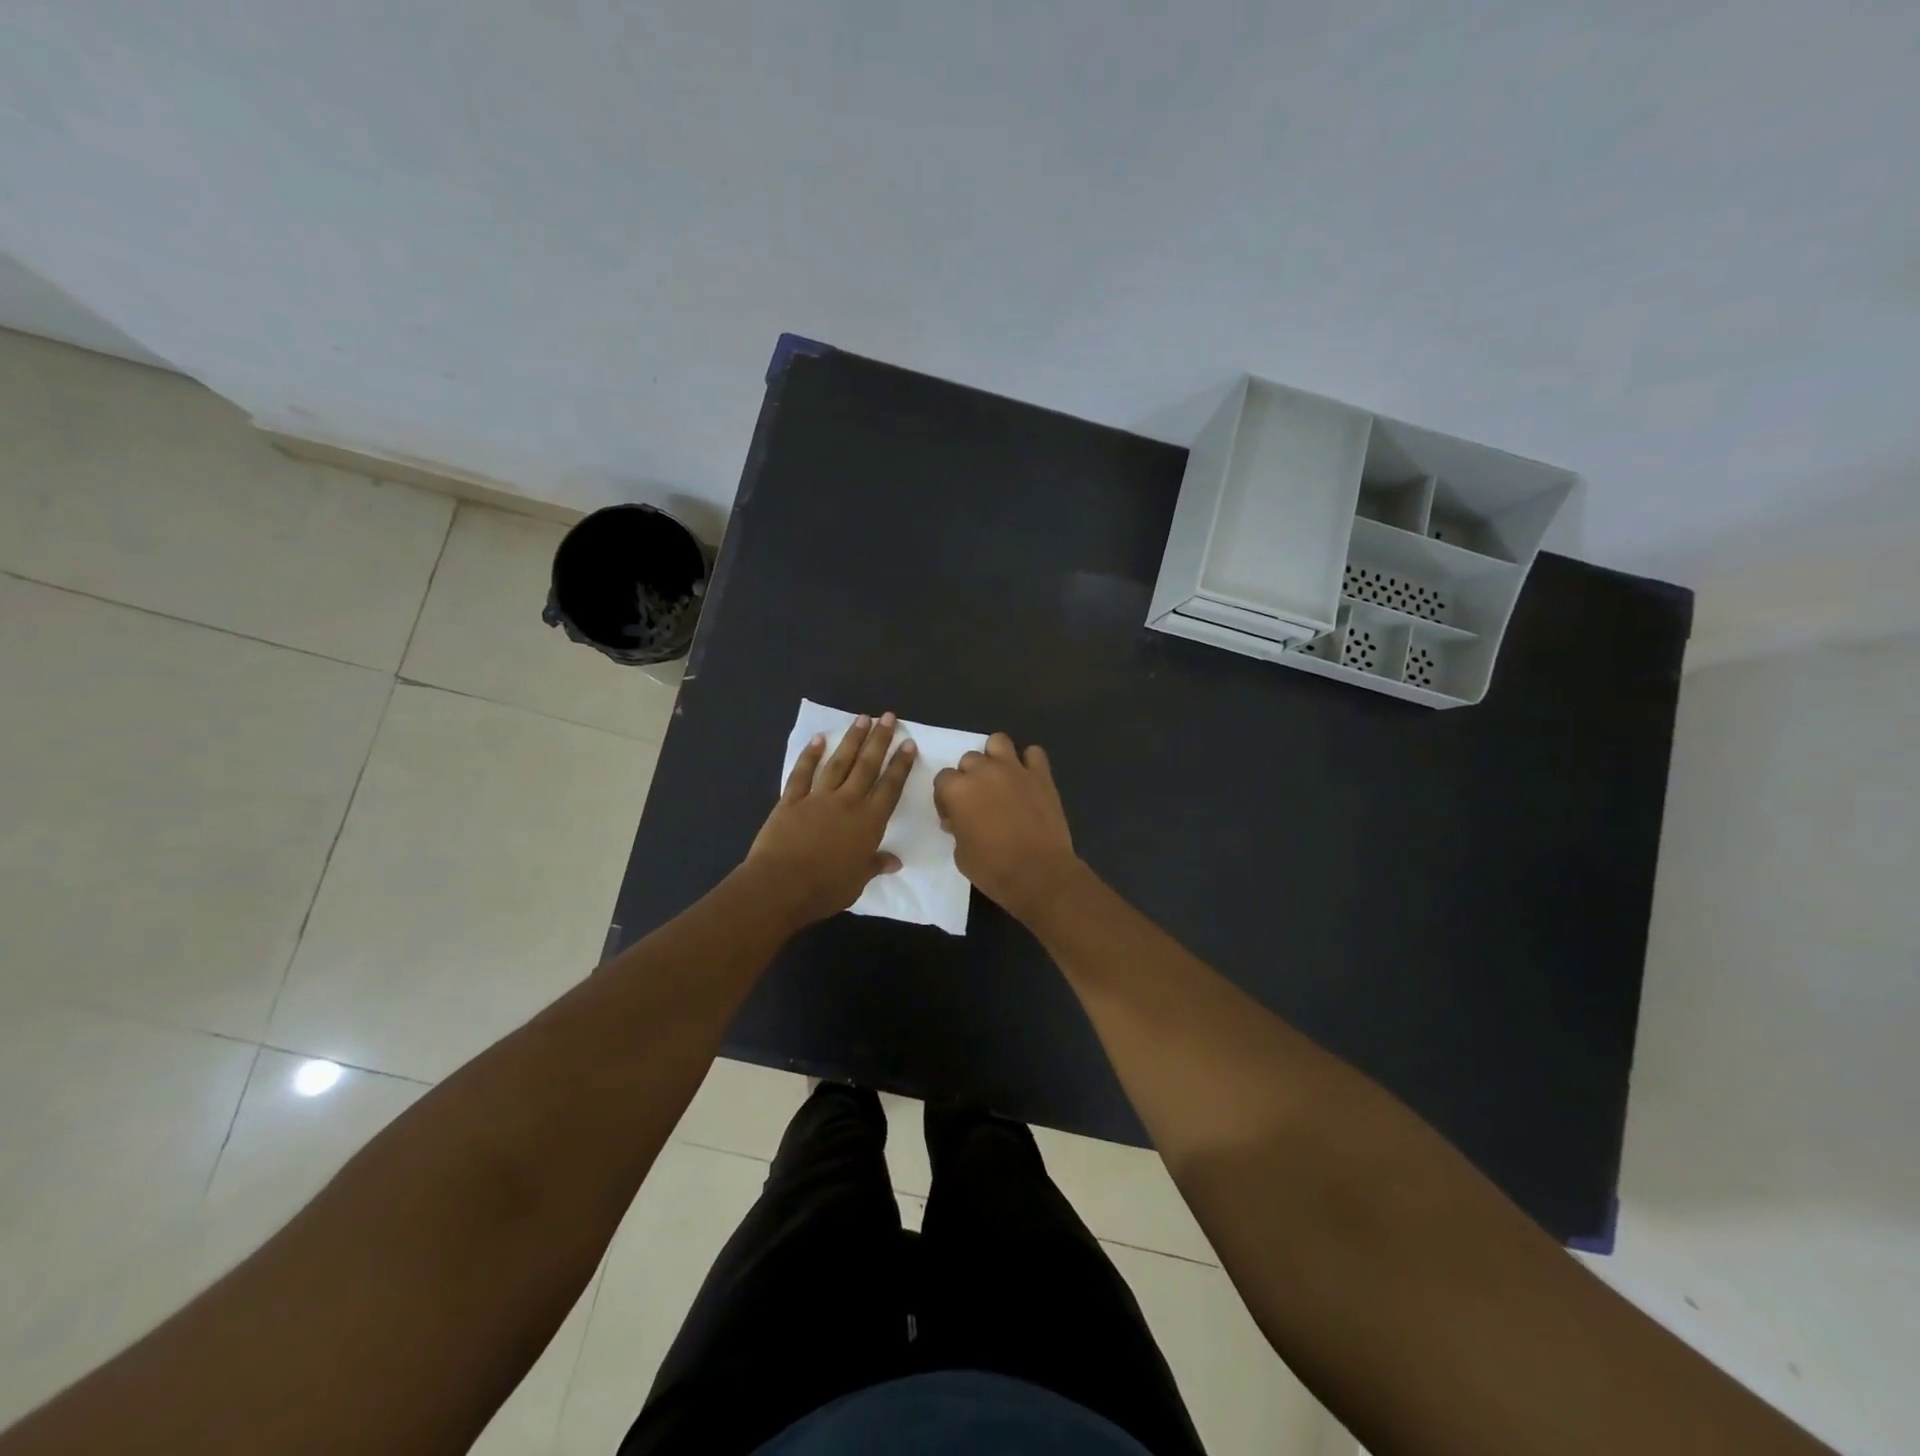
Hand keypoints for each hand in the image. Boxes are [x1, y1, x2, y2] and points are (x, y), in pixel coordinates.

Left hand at [747, 713, 915, 924]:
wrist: (780, 886)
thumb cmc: (825, 889)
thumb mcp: (857, 881)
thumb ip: (874, 865)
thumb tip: (894, 862)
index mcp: (868, 822)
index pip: (890, 787)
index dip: (901, 765)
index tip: (908, 743)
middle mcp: (847, 802)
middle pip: (867, 766)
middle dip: (879, 740)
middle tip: (888, 716)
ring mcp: (817, 798)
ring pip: (839, 763)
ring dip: (851, 740)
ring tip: (862, 719)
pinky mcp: (790, 801)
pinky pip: (802, 773)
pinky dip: (810, 755)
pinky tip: (819, 739)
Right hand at [933, 732, 1081, 921]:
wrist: (1039, 874)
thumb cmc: (993, 869)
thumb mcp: (960, 853)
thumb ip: (957, 827)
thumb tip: (960, 819)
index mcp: (958, 789)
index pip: (943, 778)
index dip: (946, 797)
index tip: (953, 815)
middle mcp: (984, 771)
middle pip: (969, 759)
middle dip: (970, 776)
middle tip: (978, 800)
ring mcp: (1014, 769)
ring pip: (998, 741)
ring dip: (995, 756)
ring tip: (1000, 778)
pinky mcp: (1041, 775)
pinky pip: (1034, 753)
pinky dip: (1029, 762)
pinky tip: (1028, 779)